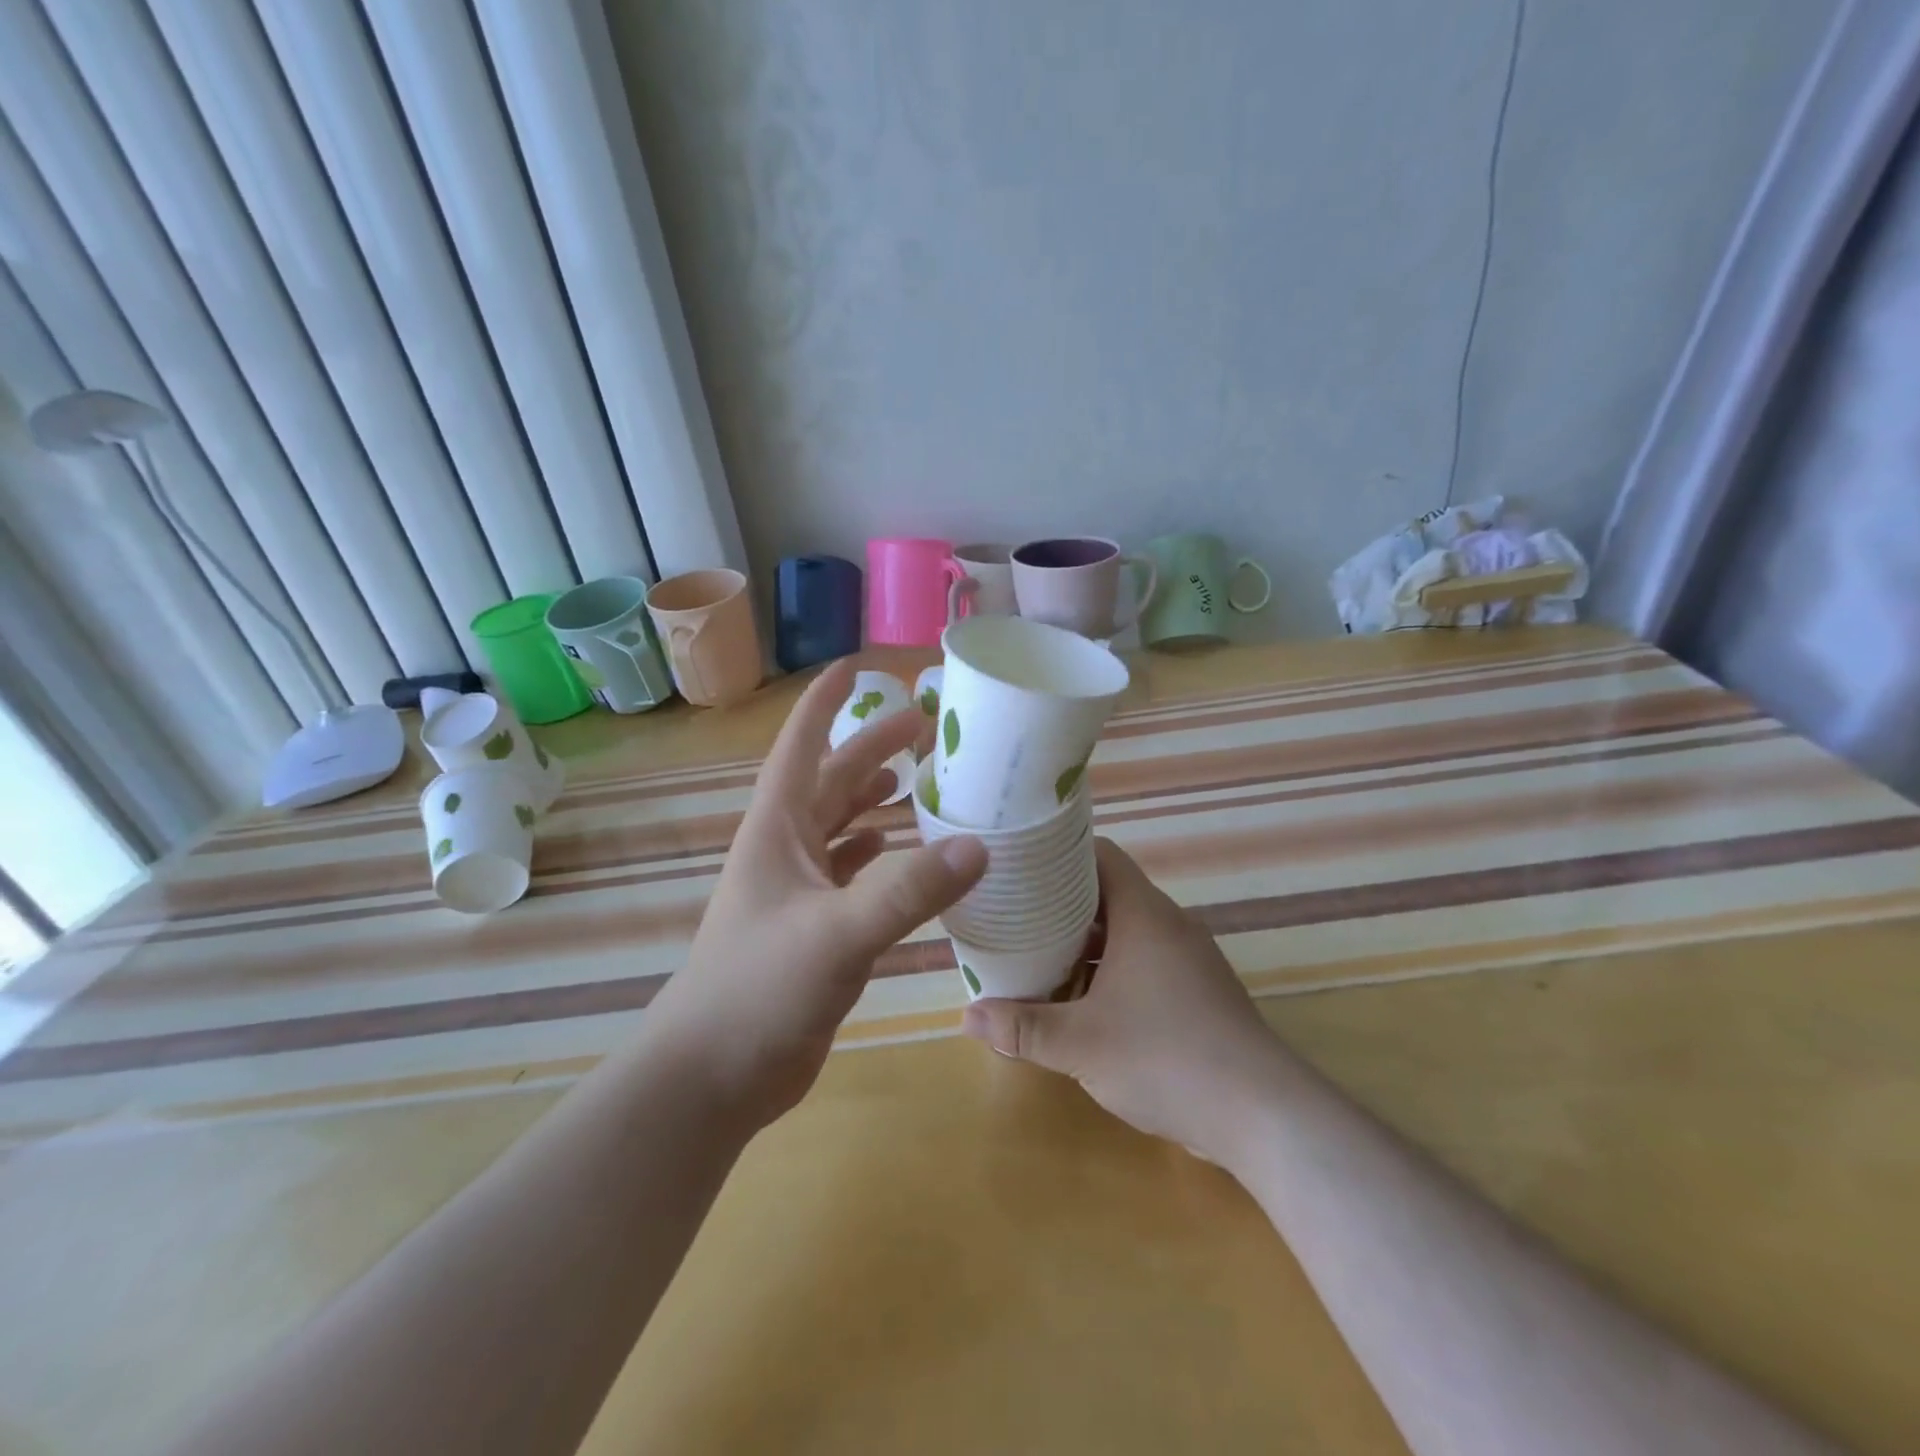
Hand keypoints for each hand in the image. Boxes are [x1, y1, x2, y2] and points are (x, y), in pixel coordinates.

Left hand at [652, 660, 986, 1127]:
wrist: (712, 1074)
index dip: (824, 704)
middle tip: (922, 725)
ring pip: (839, 826)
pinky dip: (874, 855)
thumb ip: (908, 891)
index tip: (855, 668)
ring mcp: (796, 891)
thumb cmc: (759, 988)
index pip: (800, 747)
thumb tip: (980, 845)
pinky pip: (848, 874)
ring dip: (872, 800)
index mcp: (777, 830)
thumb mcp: (838, 934)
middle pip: (830, 781)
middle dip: (870, 748)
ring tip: (915, 782)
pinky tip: (898, 851)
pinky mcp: (811, 929)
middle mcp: (785, 850)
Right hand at [961, 838, 1286, 1165]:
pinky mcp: (1199, 992)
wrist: (1263, 1116)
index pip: (1100, 855)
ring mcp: (1189, 959)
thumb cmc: (1166, 1058)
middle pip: (1108, 894)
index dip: (1060, 854)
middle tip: (1015, 915)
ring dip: (1086, 943)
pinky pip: (1145, 961)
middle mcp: (1169, 925)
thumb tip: (968, 1017)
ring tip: (1038, 957)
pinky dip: (1111, 969)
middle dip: (1061, 905)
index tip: (1020, 866)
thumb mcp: (1081, 1044)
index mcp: (1144, 914)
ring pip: (1127, 932)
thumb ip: (1023, 1028)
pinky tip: (1083, 1002)